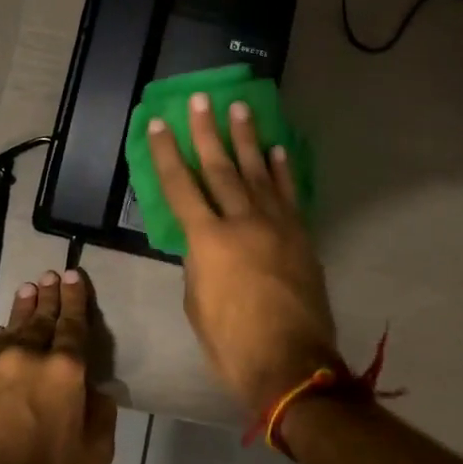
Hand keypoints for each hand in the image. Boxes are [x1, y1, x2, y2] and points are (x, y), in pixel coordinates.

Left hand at [0, 269, 118, 463]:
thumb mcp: (95, 453)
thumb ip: (101, 412)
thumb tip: (96, 389)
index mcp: (66, 370)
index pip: (73, 324)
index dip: (75, 299)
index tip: (73, 276)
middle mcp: (29, 356)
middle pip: (42, 317)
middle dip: (50, 295)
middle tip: (51, 275)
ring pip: (14, 327)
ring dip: (25, 308)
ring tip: (30, 290)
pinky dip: (3, 336)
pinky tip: (6, 331)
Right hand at [147, 93, 340, 415]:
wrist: (292, 365)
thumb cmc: (232, 343)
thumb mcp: (197, 305)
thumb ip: (197, 265)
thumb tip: (202, 245)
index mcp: (208, 241)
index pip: (180, 187)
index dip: (167, 154)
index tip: (161, 123)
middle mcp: (242, 222)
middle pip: (220, 168)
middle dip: (208, 132)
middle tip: (201, 99)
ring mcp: (277, 226)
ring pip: (258, 173)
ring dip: (247, 139)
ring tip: (239, 108)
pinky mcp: (301, 236)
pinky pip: (290, 195)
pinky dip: (283, 171)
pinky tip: (277, 150)